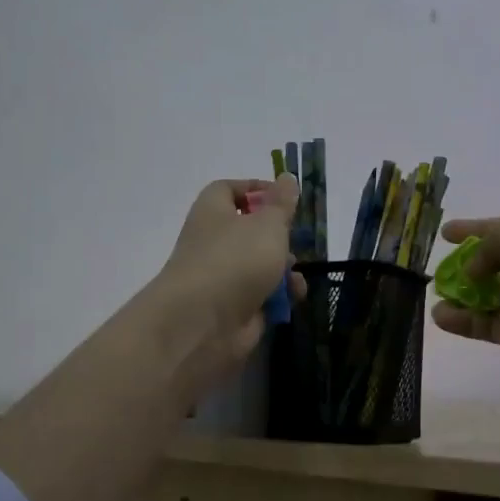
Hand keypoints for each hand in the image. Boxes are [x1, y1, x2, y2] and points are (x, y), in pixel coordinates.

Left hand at [152, 174, 298, 390]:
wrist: (204, 322)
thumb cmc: (236, 259)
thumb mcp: (268, 223)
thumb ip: (282, 203)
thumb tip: (287, 177)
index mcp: (213, 211)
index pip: (229, 189)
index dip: (257, 189)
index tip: (285, 198)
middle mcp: (214, 241)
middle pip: (250, 230)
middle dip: (278, 237)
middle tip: (295, 240)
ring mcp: (223, 277)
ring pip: (259, 265)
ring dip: (283, 269)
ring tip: (294, 276)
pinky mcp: (234, 307)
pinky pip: (262, 295)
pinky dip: (279, 296)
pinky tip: (293, 298)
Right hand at [430, 199, 499, 373]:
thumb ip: (486, 246)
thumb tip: (476, 271)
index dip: (474, 228)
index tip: (447, 232)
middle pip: (496, 262)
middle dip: (469, 264)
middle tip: (442, 268)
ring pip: (488, 296)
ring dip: (461, 295)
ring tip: (438, 293)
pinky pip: (484, 325)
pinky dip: (461, 322)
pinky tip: (441, 315)